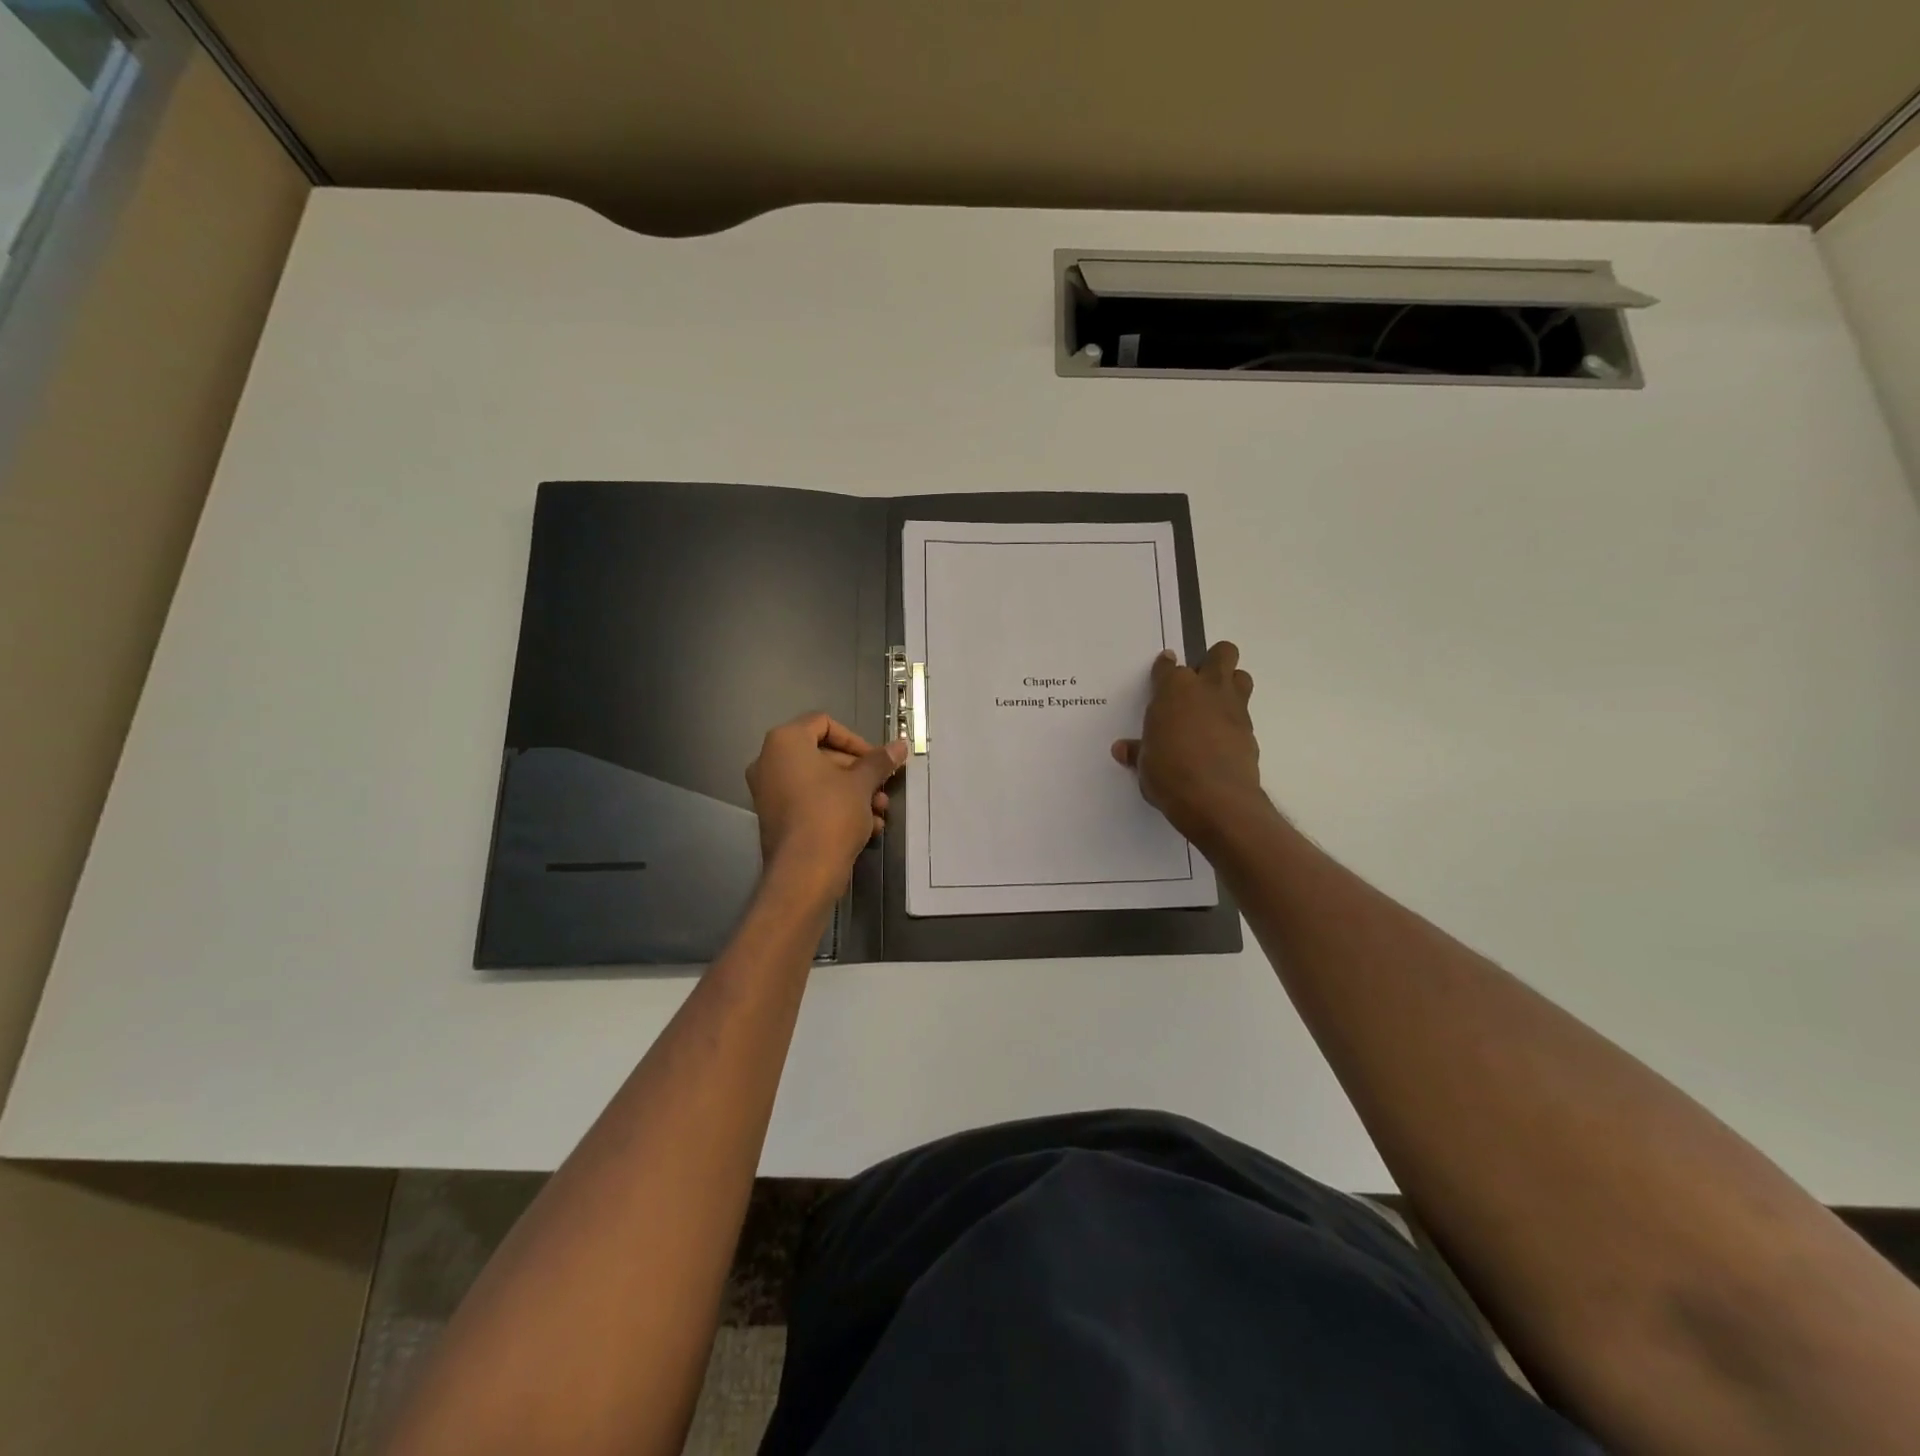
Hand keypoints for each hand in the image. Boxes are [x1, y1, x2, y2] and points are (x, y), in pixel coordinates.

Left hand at [746, 714, 905, 896]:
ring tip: (880, 811)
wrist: (804, 871)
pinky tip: (867, 827)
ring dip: (853, 792)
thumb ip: (879, 761)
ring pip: (819, 781)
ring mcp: (768, 791)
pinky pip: (809, 801)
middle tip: (882, 787)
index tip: (876, 759)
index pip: (823, 723)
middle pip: (822, 754)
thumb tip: (899, 745)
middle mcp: (770, 761)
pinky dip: (836, 807)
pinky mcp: (775, 817)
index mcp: (785, 742)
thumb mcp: (862, 783)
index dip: (855, 739)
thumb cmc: (831, 814)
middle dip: (858, 771)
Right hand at [1113, 642, 1263, 845]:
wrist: (1216, 800)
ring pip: (1241, 676)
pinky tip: (1220, 740)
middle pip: (1221, 653)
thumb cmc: (1169, 774)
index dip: (1164, 668)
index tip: (1162, 672)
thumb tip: (1123, 749)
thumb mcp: (1145, 764)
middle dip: (1212, 660)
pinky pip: (1244, 713)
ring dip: (1229, 684)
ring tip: (1213, 706)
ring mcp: (1233, 708)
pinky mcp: (1250, 730)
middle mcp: (1206, 689)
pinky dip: (1233, 721)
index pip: (1168, 666)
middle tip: (1197, 684)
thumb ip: (1138, 751)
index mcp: (1173, 690)